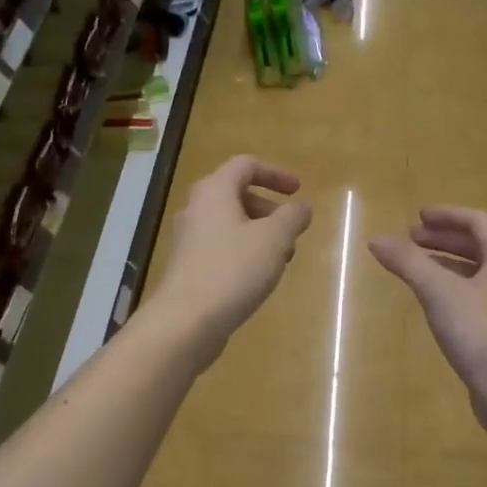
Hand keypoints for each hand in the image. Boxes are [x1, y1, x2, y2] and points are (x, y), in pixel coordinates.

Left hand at [147, 156, 312, 365]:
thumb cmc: (232, 270)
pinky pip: (220, 248)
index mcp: (214, 191)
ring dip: (258, 234)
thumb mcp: (274, 239)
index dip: (275, 173)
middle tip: (290, 231)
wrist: (185, 321)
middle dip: (268, 209)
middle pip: (236, 195)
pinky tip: (257, 278)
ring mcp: (188, 240)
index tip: (298, 190)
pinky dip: (243, 253)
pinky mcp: (188, 268)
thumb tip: (301, 208)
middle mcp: (196, 209)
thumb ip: (292, 217)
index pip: (245, 165)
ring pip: (229, 224)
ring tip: (280, 259)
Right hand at [370, 207, 486, 430]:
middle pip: (479, 248)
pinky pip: (473, 303)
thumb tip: (376, 239)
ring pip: (476, 277)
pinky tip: (433, 308)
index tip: (418, 217)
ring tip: (416, 270)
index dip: (448, 215)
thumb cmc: (482, 333)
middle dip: (444, 239)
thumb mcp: (440, 292)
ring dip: (446, 266)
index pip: (479, 222)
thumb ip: (408, 263)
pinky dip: (451, 294)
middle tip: (411, 240)